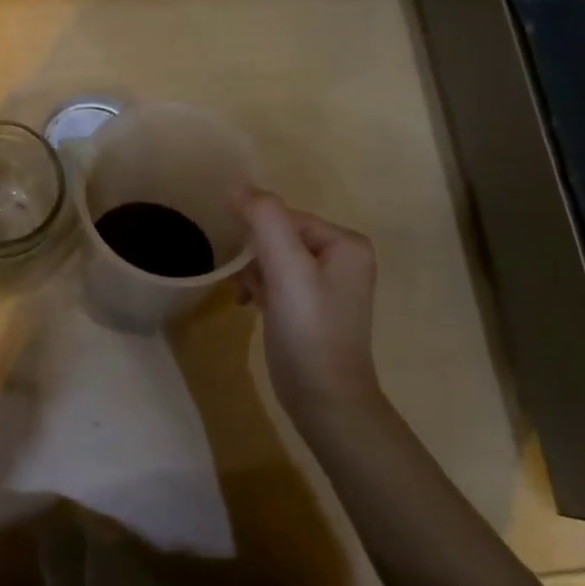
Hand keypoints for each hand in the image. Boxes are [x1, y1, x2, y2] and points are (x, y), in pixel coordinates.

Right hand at [236, 192, 382, 438]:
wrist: (325, 399)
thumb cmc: (308, 329)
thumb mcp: (285, 268)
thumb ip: (264, 219)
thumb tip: (237, 186)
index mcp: (346, 243)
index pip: (285, 218)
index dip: (257, 237)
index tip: (245, 266)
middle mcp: (344, 257)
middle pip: (279, 237)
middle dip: (256, 259)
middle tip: (247, 286)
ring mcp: (330, 283)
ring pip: (275, 259)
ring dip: (255, 275)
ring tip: (248, 299)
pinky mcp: (314, 306)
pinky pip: (280, 280)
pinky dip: (262, 289)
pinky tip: (252, 307)